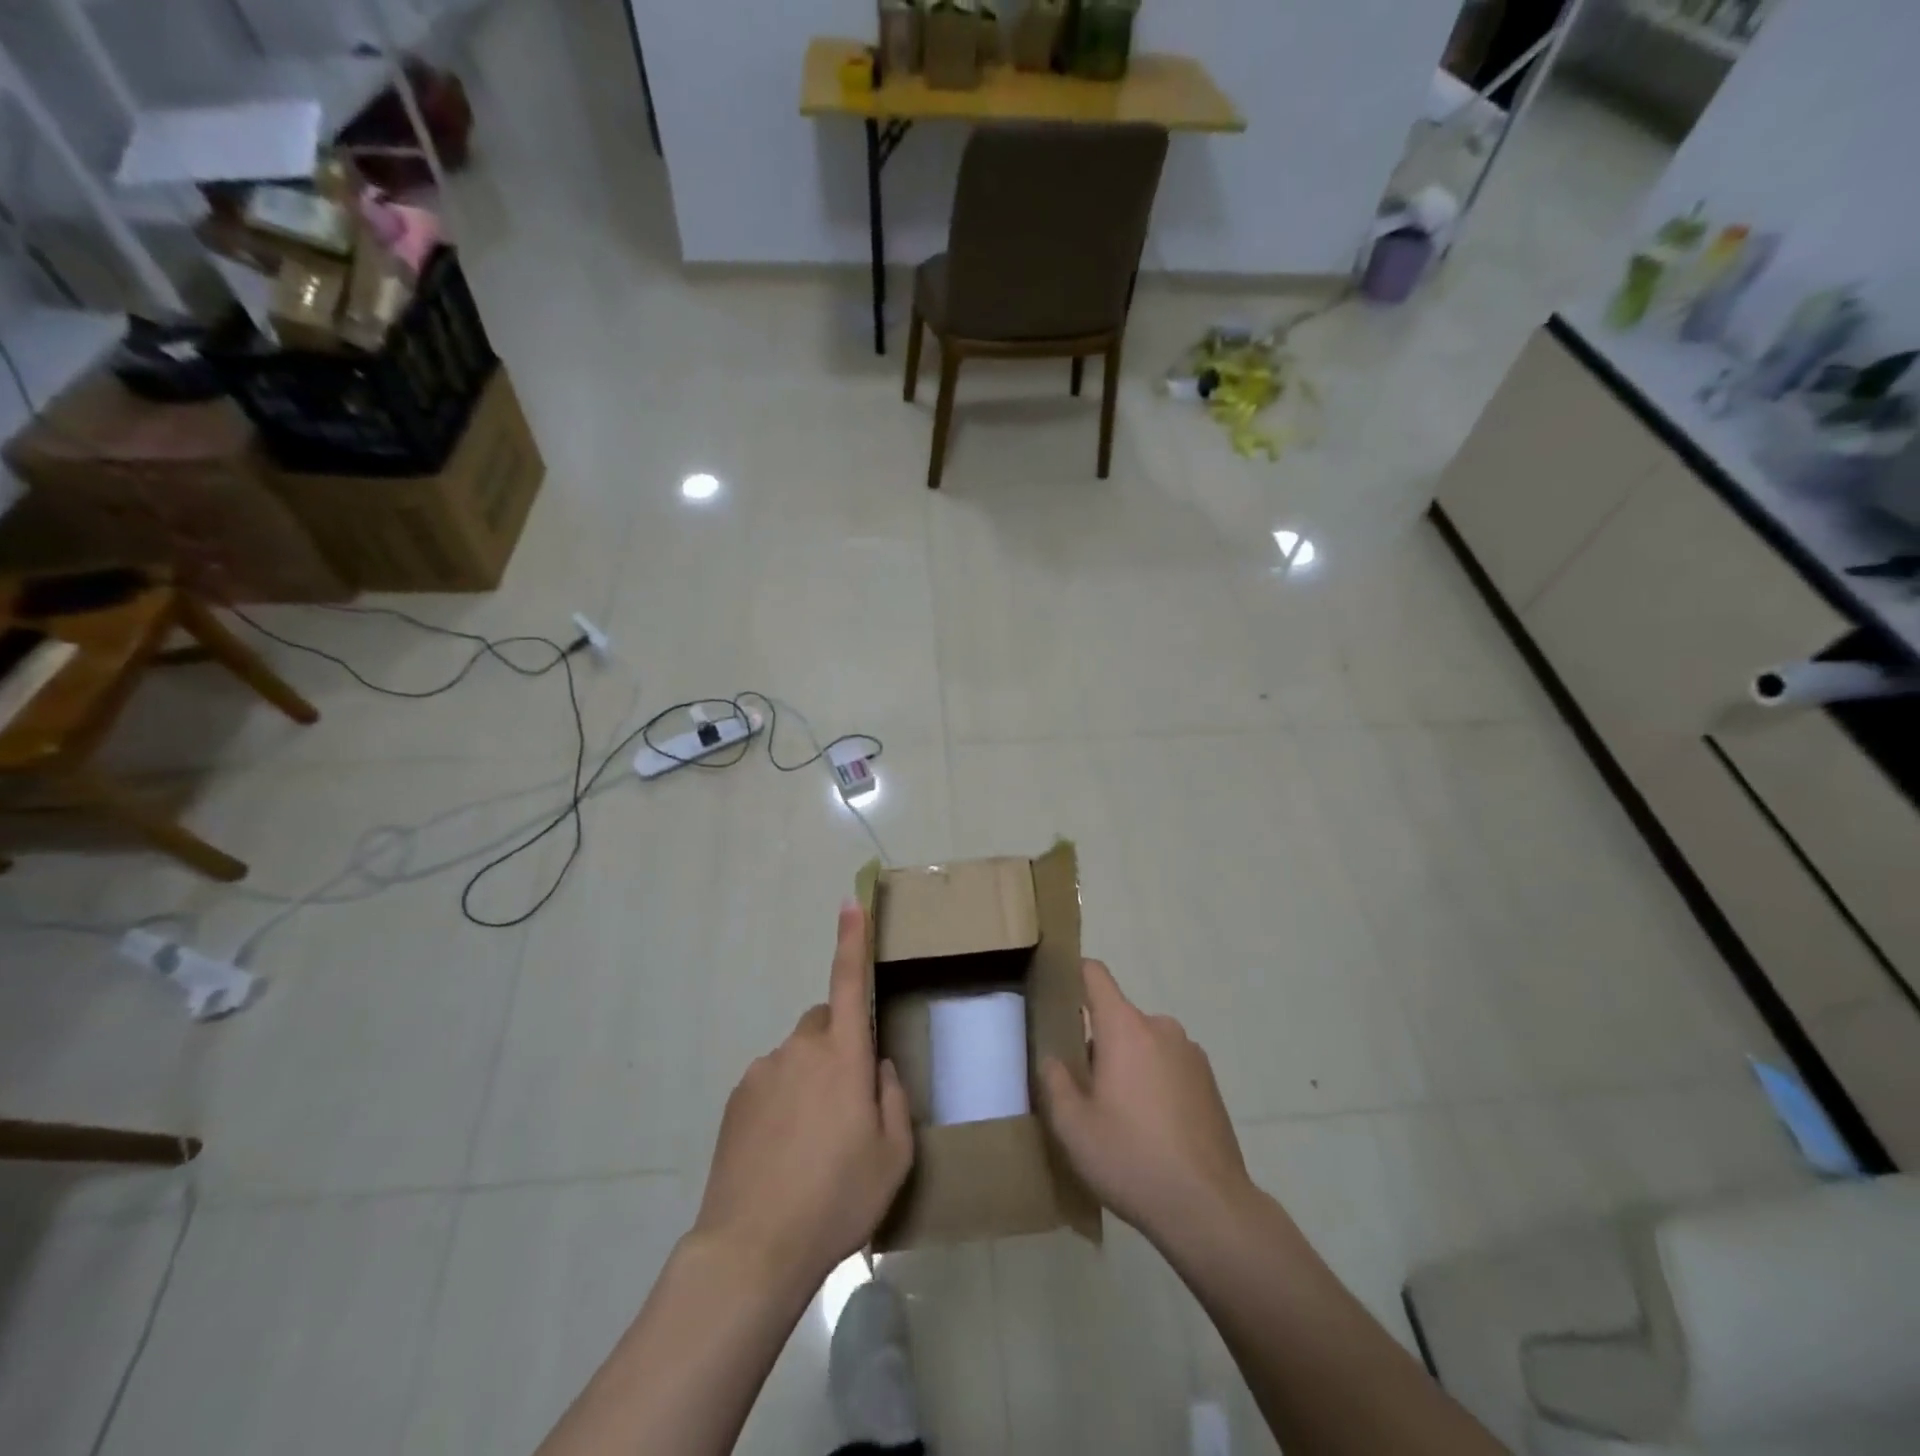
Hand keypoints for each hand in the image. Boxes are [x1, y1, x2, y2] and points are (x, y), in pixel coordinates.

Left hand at [694, 901, 913, 1287]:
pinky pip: (771, 1081)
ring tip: (813, 1142)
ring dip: (810, 1078)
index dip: (852, 940)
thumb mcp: (893, 1156)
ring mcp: (763, 1071)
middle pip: (825, 1023)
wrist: (752, 1248)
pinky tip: (783, 1151)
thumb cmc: (836, 1198)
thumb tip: (877, 1068)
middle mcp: (801, 1049)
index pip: (849, 981)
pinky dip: (783, 1100)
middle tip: (848, 1103)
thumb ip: (892, 1099)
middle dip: (840, 1044)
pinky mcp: (737, 1097)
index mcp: (844, 1056)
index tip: (850, 903)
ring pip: (798, 1056)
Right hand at [1040, 959, 1254, 1248]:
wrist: (1209, 1208)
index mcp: (1125, 1027)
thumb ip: (1054, 1081)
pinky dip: (1153, 1082)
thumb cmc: (1131, 1159)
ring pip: (1143, 1043)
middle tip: (1082, 1086)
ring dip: (1127, 1064)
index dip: (1072, 975)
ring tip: (1118, 1115)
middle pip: (1117, 1016)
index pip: (1094, 975)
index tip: (1054, 994)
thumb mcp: (1072, 1126)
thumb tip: (1053, 1058)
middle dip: (1096, 1041)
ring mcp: (1190, 1053)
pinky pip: (1168, 1065)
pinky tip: (1150, 1129)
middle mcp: (1160, 1027)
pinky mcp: (1209, 1082)